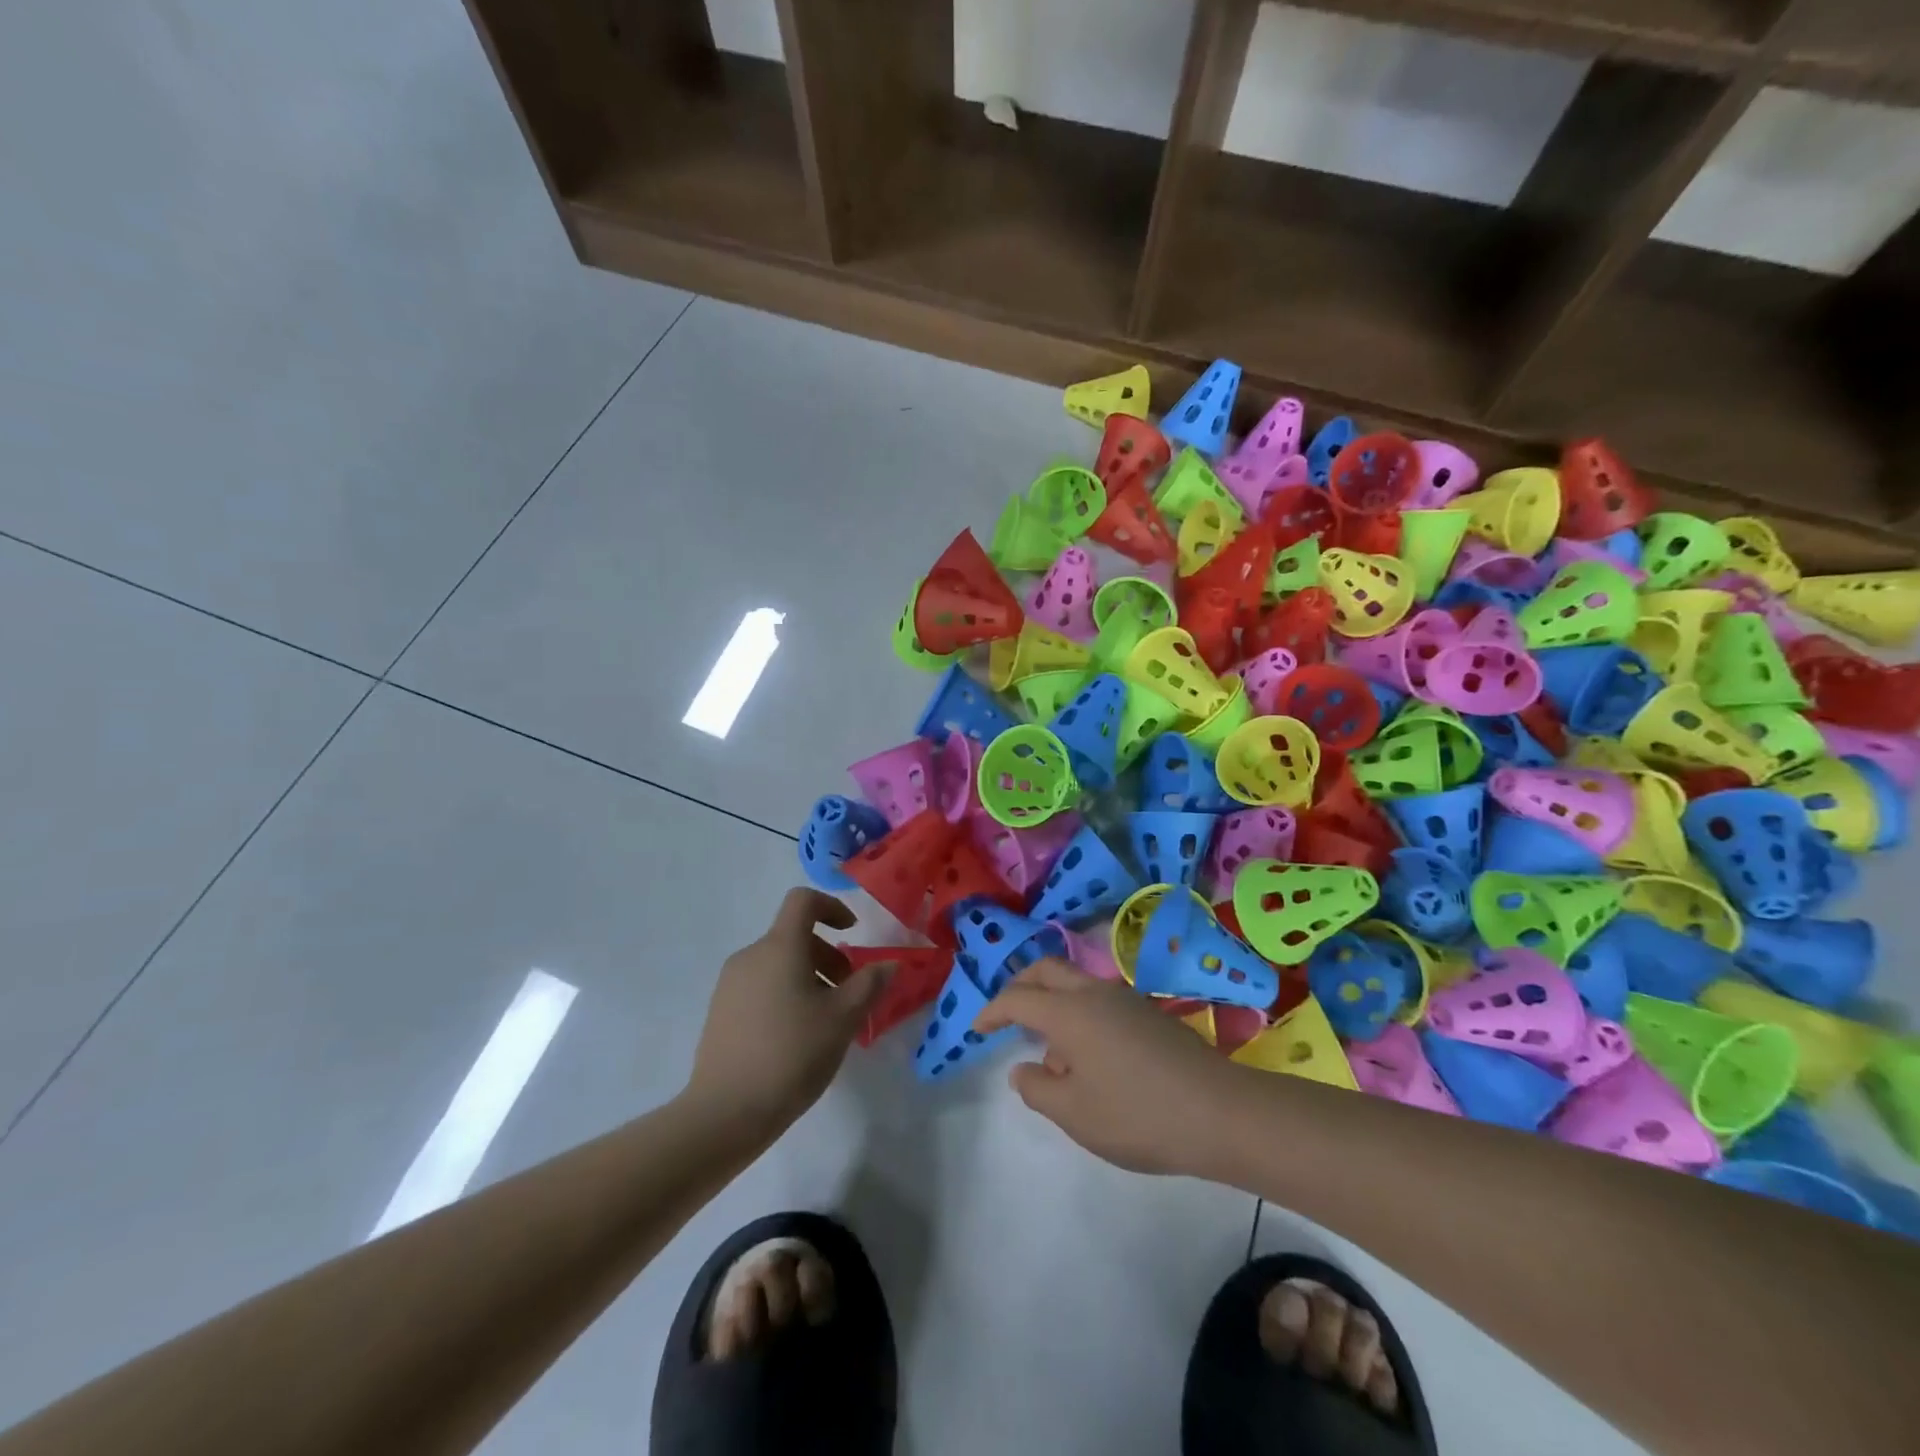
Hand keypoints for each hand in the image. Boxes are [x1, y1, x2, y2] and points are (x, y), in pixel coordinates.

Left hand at [683, 888, 891, 1141]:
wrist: (725, 1113)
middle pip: (794, 936)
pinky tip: (796, 1039)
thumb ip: (869, 984)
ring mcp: (729, 985)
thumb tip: (889, 963)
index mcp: (779, 947)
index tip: (852, 933)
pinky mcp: (720, 1012)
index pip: (803, 901)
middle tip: (848, 994)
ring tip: (826, 1021)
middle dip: (827, 956)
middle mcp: (750, 956)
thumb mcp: (843, 1019)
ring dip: (808, 978)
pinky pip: (760, 987)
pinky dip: (785, 995)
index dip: (832, 907)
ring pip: (778, 964)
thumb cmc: (792, 1054)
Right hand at [974, 959, 1246, 1176]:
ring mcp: (1126, 999)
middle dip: (1021, 985)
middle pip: (1047, 970)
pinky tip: (1091, 1062)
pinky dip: (1080, 1016)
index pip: (1019, 998)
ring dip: (1054, 1004)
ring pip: (1076, 984)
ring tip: (1053, 1058)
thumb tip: (1022, 1069)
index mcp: (1070, 1012)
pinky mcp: (1149, 1014)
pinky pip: (1100, 1001)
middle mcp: (1095, 993)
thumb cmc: (1138, 1115)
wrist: (1220, 1112)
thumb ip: (1038, 1088)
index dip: (993, 1009)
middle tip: (1006, 1014)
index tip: (978, 1026)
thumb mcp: (1075, 1114)